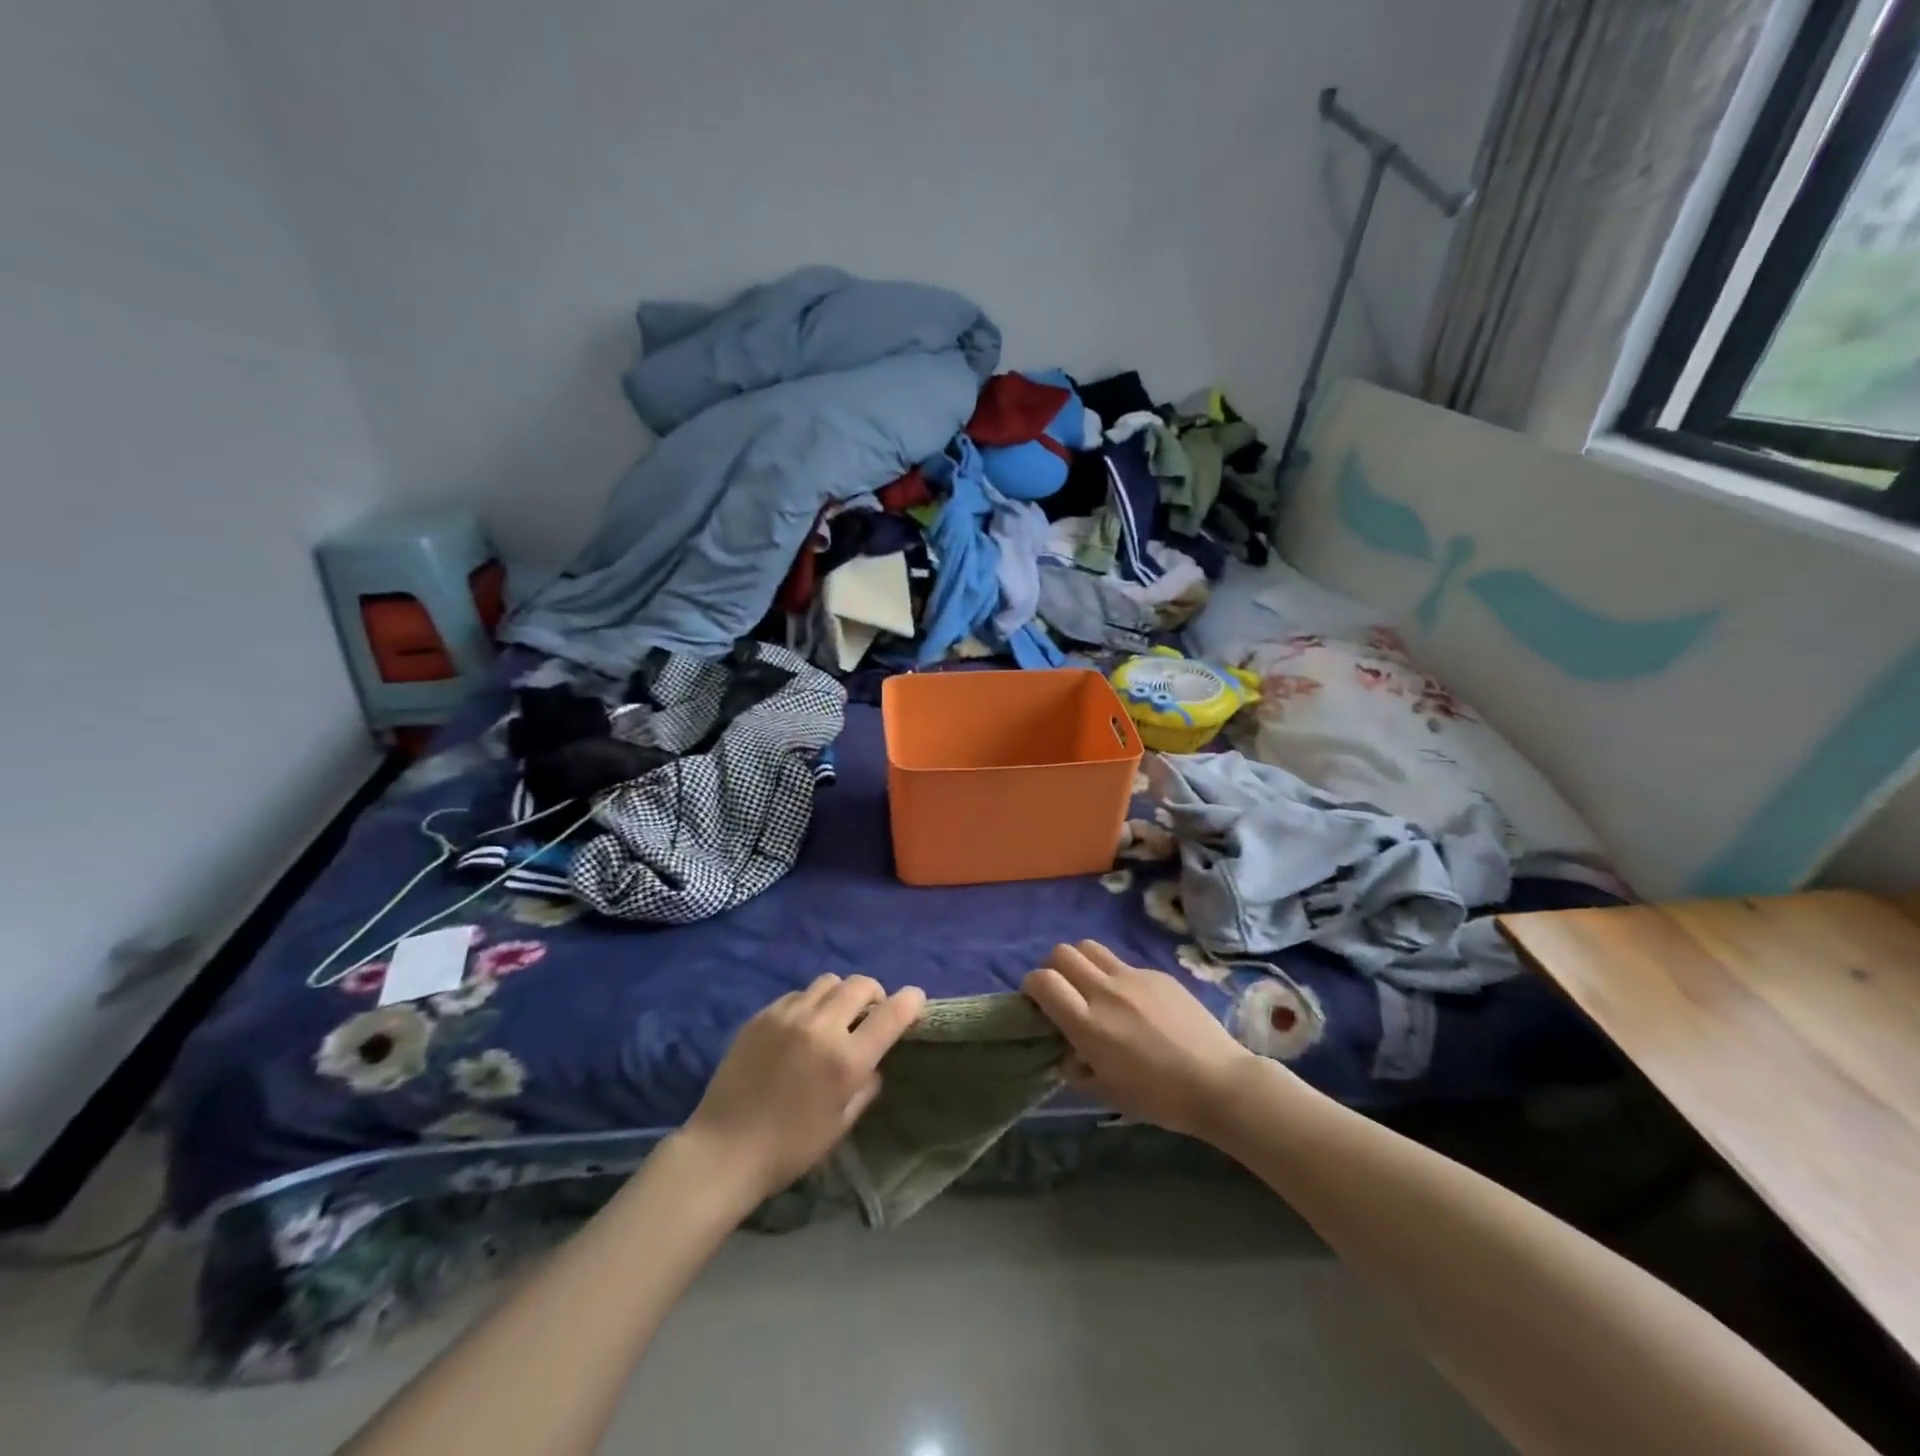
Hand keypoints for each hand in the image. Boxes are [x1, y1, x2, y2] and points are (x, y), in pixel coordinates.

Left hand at [680, 974, 925, 1202]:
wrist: (724, 1149)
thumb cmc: (790, 1148)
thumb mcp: (841, 1125)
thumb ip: (866, 1085)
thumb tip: (875, 1061)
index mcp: (846, 1060)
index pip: (892, 1013)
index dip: (911, 1002)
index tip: (916, 1001)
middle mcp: (821, 1027)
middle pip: (861, 985)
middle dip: (875, 995)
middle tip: (871, 1014)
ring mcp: (788, 1015)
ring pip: (829, 982)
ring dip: (842, 995)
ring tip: (835, 1017)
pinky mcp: (762, 1014)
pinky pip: (798, 994)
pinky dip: (810, 1003)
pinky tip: (802, 1027)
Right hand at [1023, 941, 1259, 1140]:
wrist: (1218, 1082)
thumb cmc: (1159, 1098)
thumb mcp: (1108, 1092)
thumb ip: (1078, 1069)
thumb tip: (1068, 1054)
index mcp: (1087, 1023)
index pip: (1042, 980)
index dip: (1032, 986)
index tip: (1037, 1001)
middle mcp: (1105, 991)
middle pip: (1062, 953)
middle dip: (1054, 968)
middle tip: (1064, 991)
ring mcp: (1133, 977)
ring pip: (1090, 947)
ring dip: (1081, 962)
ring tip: (1092, 987)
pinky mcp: (1157, 973)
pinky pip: (1124, 964)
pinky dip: (1116, 976)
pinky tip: (1134, 1003)